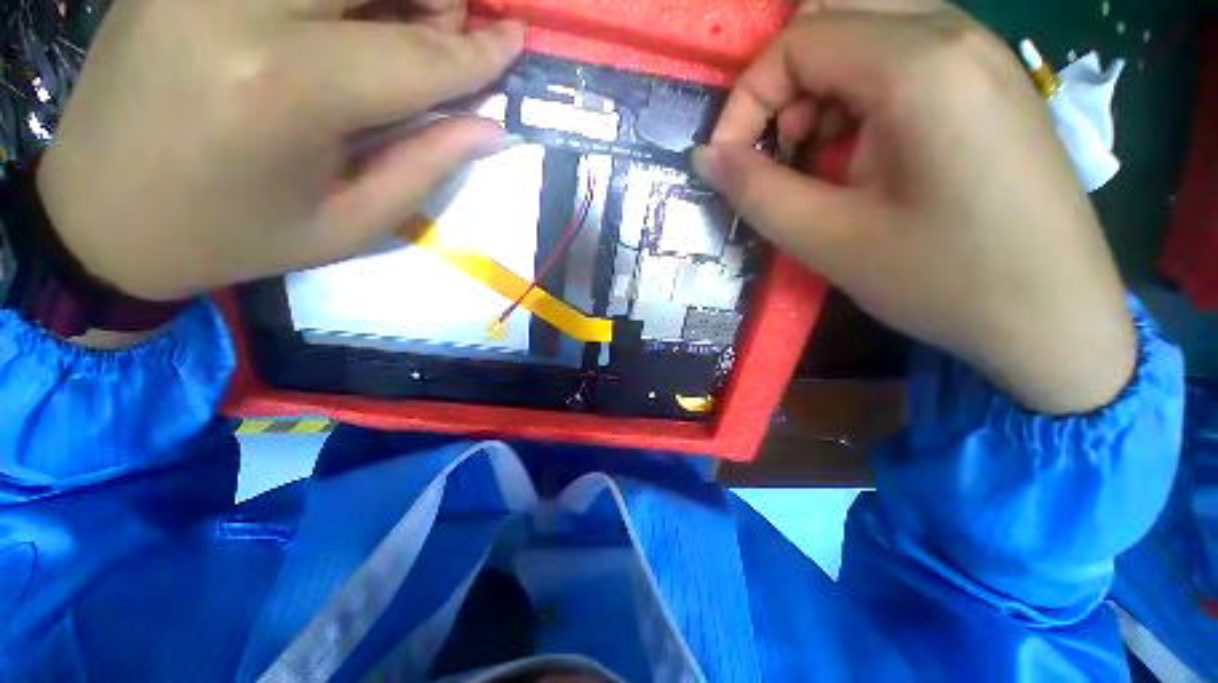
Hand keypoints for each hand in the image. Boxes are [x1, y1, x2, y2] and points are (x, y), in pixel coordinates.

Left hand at [37, 0, 524, 301]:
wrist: (100, 215)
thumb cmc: (234, 235)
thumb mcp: (348, 223)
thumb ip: (426, 166)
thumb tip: (490, 126)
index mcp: (284, 90)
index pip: (415, 54)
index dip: (477, 52)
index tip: (517, 40)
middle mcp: (237, 6)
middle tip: (443, 32)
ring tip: (392, 22)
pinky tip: (334, 15)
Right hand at [695, 7, 1135, 414]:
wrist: (1054, 319)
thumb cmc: (944, 281)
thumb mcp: (827, 240)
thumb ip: (755, 191)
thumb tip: (706, 157)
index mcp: (920, 65)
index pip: (797, 41)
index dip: (745, 101)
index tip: (729, 162)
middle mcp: (955, 35)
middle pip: (833, 15)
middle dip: (784, 84)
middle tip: (780, 150)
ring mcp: (980, 54)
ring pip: (867, 31)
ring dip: (820, 88)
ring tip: (821, 158)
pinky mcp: (988, 84)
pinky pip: (902, 57)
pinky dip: (858, 94)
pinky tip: (863, 153)